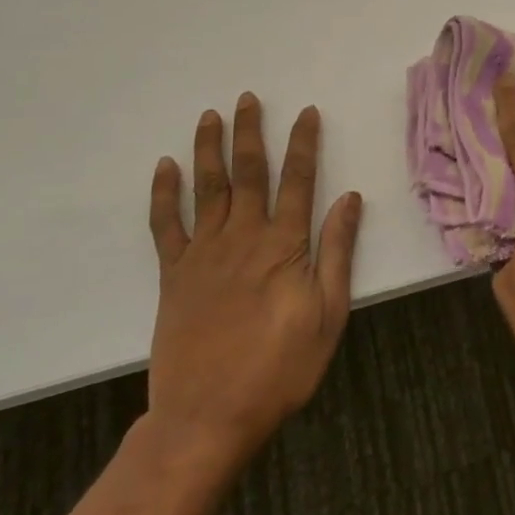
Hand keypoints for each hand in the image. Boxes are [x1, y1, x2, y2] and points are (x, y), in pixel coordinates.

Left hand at [143, 95, 361, 468]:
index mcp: (284, 246)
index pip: (298, 181)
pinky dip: (164, 194)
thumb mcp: (328, 314)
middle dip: (251, 132)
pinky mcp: (173, 275)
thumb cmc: (280, 368)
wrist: (208, 416)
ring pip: (207, 188)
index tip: (306, 112)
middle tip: (248, 98)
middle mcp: (243, 238)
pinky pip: (166, 225)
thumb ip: (337, 252)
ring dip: (208, 149)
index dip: (304, 144)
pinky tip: (165, 167)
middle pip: (248, 173)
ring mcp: (203, 254)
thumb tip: (350, 198)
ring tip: (210, 116)